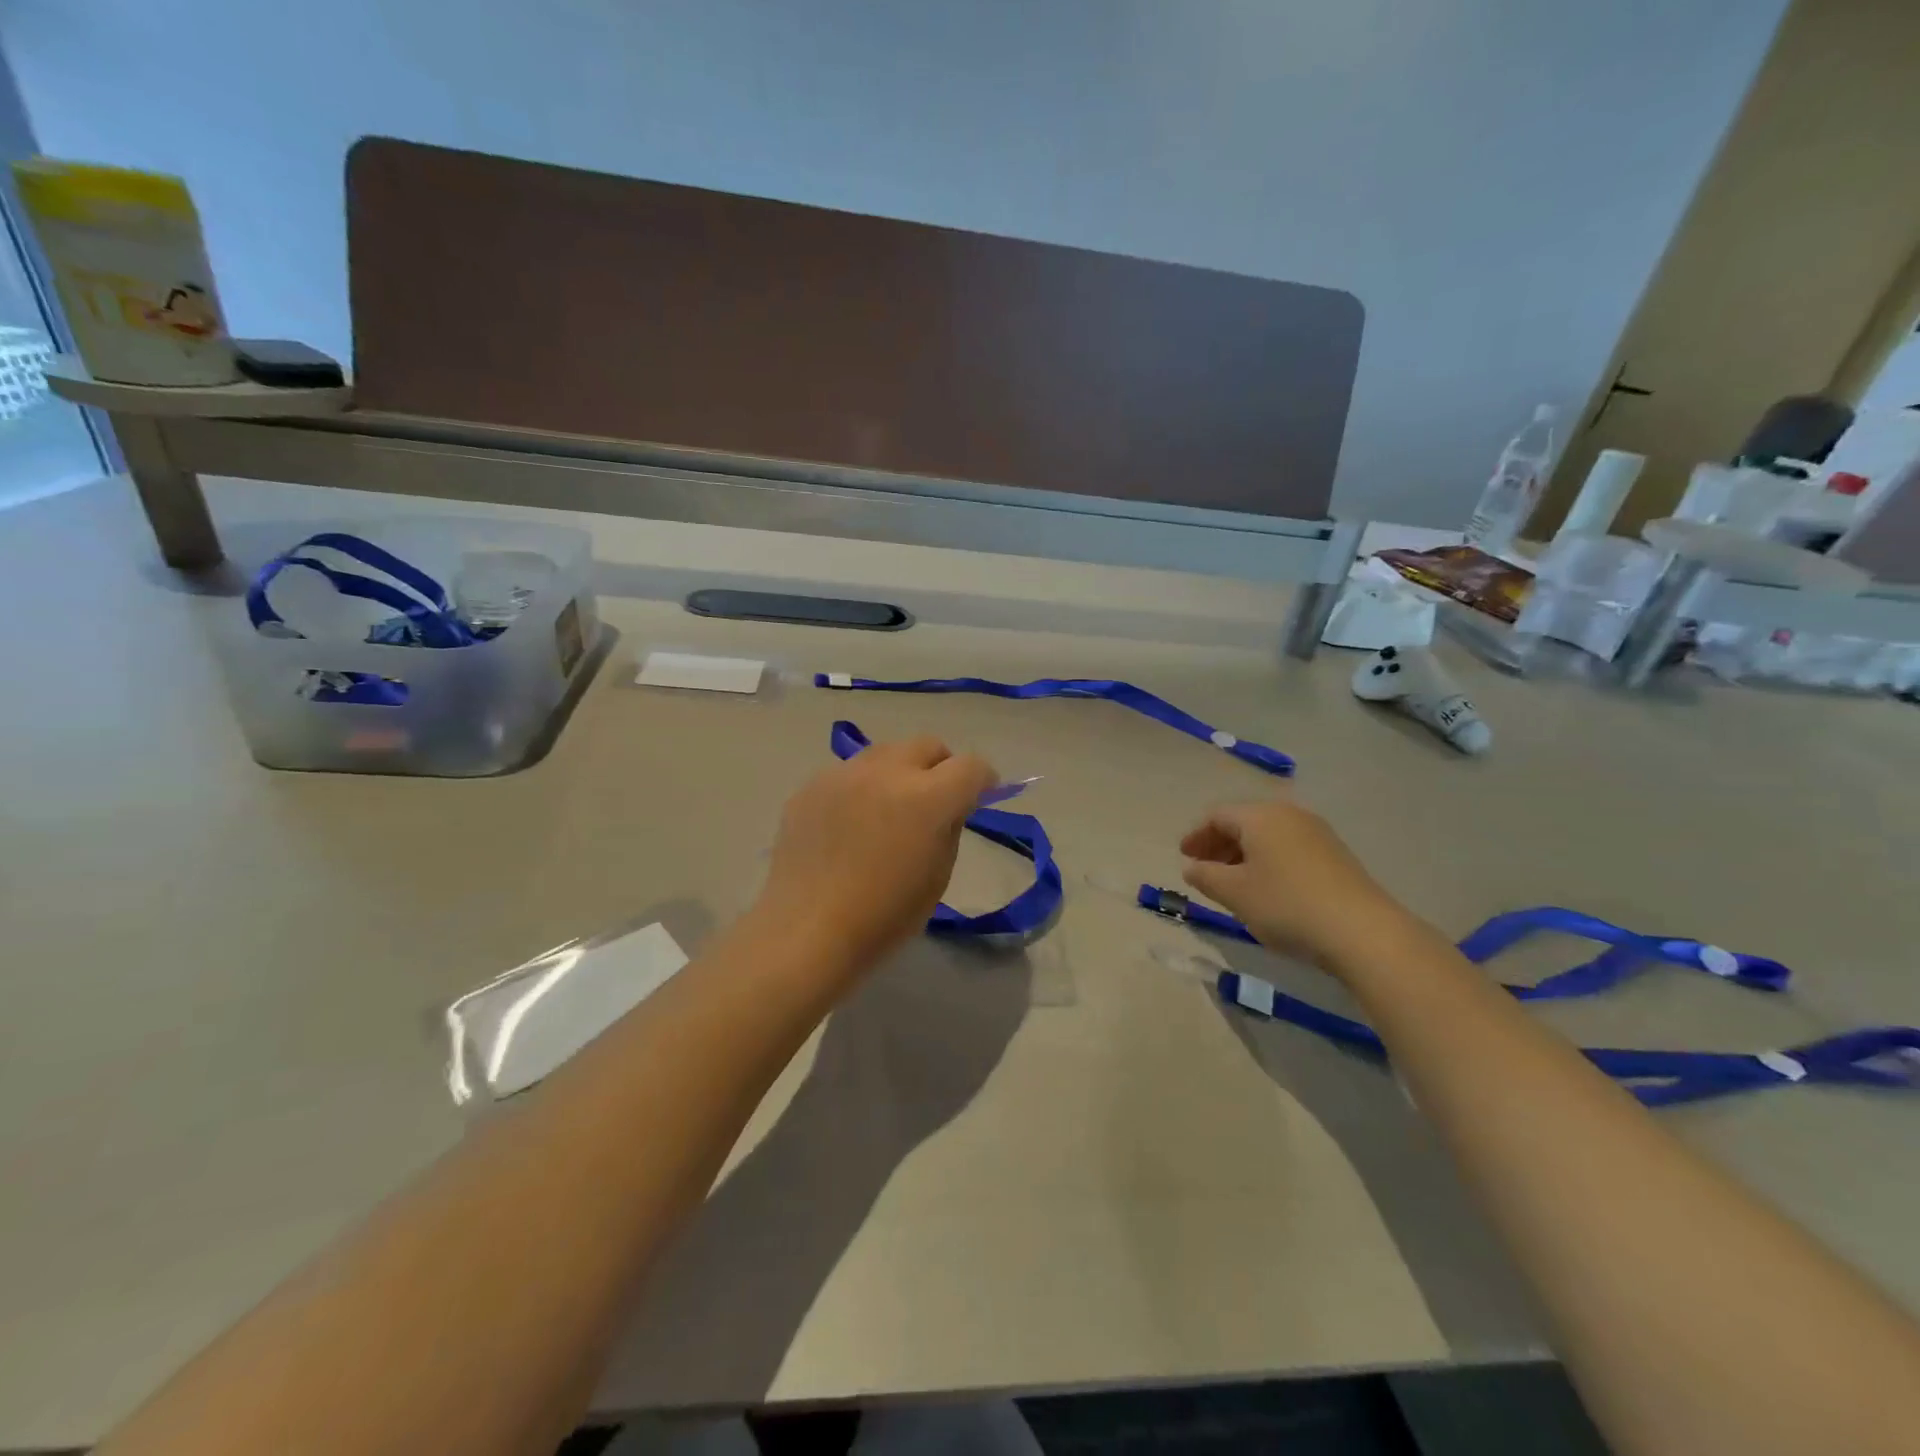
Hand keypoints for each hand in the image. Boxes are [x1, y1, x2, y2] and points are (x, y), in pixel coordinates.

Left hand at [757, 735, 997, 979]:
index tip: (980, 796)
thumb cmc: (883, 917)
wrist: (806, 930)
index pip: (971, 766)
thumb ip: (949, 827)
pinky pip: (848, 774)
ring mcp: (844, 774)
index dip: (983, 779)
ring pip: (885, 753)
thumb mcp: (937, 876)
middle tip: (935, 799)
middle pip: (927, 745)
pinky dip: (861, 788)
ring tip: (888, 808)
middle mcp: (887, 772)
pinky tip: (849, 824)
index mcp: (927, 798)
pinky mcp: (811, 786)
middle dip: (940, 766)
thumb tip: (949, 806)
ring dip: (898, 772)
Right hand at [1180, 798, 1410, 971]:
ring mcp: (1317, 834)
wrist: (1362, 931)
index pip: (1217, 815)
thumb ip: (1206, 876)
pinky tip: (1267, 888)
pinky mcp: (1336, 856)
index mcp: (1260, 817)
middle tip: (1203, 869)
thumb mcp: (1234, 893)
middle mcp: (1289, 815)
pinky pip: (1289, 849)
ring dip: (1244, 854)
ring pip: (1268, 836)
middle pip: (1244, 822)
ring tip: (1233, 882)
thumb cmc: (1286, 904)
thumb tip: (1192, 867)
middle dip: (1219, 844)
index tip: (1184, 857)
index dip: (1196, 835)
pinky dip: (1269, 862)